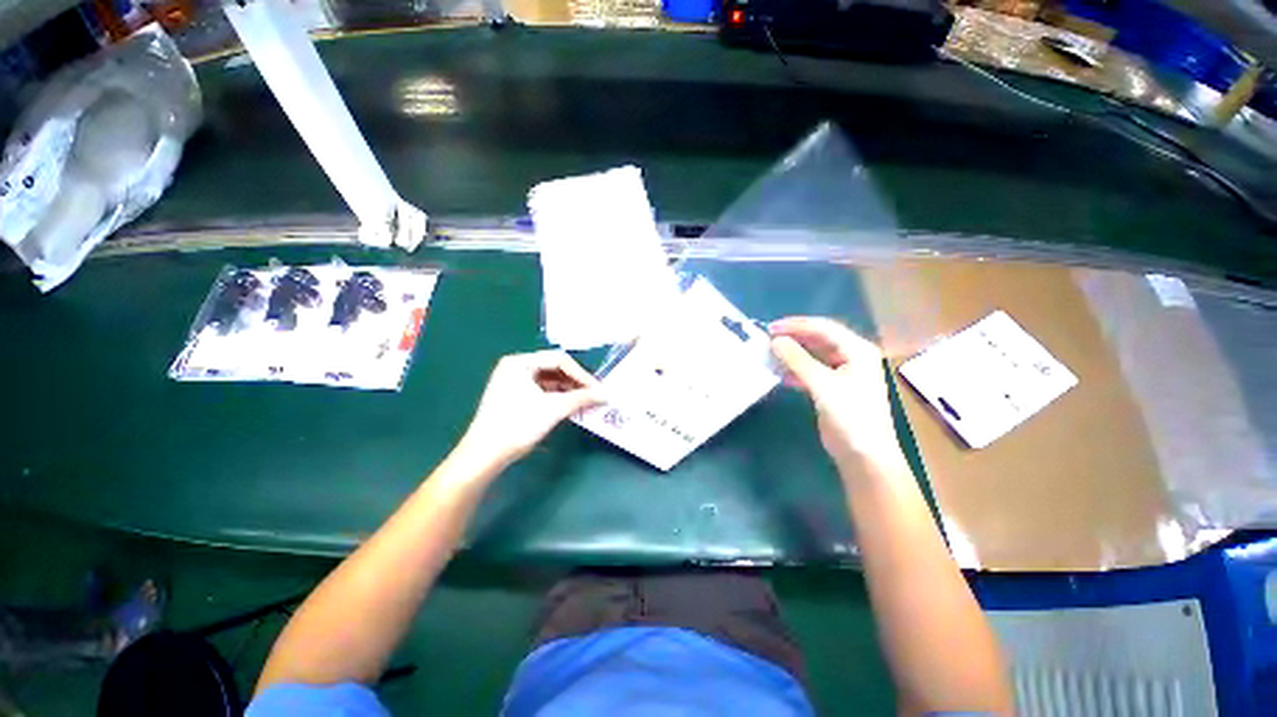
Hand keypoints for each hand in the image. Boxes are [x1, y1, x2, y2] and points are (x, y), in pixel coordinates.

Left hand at [458, 350, 604, 467]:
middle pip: (554, 368)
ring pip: (549, 380)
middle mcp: (515, 366)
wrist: (484, 455)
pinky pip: (541, 390)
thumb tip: (605, 394)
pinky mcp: (513, 395)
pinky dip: (557, 397)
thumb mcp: (553, 409)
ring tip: (584, 402)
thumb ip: (581, 398)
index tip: (597, 389)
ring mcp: (512, 381)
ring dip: (568, 390)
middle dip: (575, 382)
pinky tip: (568, 407)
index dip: (581, 374)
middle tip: (593, 396)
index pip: (559, 360)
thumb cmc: (517, 425)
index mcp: (520, 362)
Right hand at [770, 317, 903, 472]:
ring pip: (813, 356)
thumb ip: (797, 360)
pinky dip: (796, 370)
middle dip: (794, 338)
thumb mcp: (822, 384)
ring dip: (793, 354)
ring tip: (770, 354)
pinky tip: (780, 374)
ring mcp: (843, 373)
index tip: (771, 329)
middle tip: (768, 339)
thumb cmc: (850, 415)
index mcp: (857, 350)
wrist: (864, 454)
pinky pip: (811, 371)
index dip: (797, 325)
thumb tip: (775, 341)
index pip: (824, 328)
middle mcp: (852, 357)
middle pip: (819, 340)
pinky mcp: (833, 389)